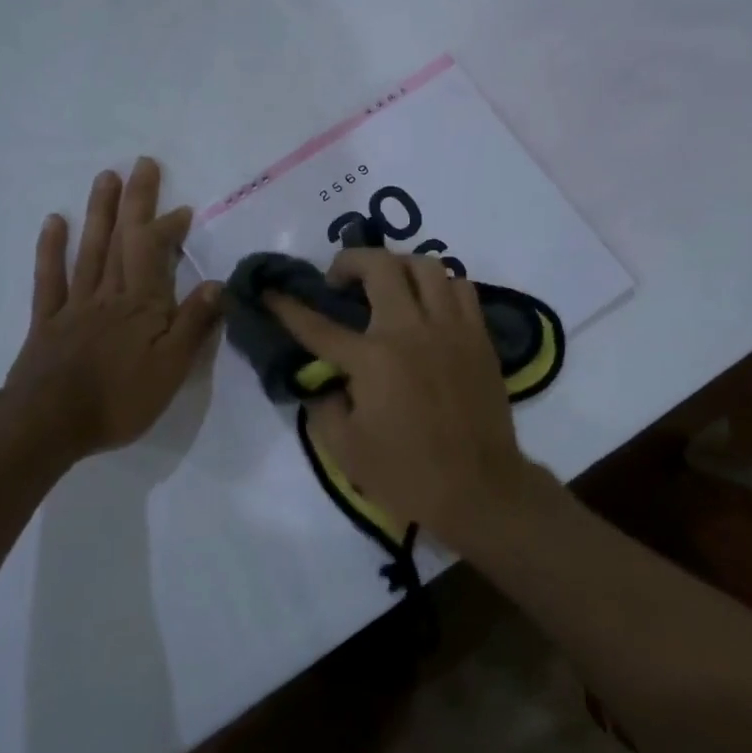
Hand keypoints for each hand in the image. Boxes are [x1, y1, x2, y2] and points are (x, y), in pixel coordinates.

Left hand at [1, 158, 222, 457]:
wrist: (49, 425)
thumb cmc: (118, 400)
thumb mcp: (171, 369)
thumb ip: (193, 324)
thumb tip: (219, 283)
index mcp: (141, 305)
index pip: (155, 253)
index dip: (168, 227)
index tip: (183, 209)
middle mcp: (109, 294)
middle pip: (123, 240)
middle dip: (135, 201)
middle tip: (142, 164)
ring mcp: (74, 304)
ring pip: (89, 249)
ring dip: (100, 212)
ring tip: (106, 177)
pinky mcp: (47, 320)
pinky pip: (49, 278)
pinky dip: (51, 248)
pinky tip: (55, 221)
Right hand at [265, 250, 530, 550]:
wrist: (480, 491)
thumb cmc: (407, 475)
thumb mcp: (345, 450)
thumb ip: (322, 405)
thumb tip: (320, 377)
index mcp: (373, 360)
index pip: (318, 325)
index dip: (288, 307)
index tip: (271, 292)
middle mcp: (411, 331)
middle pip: (379, 266)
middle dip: (349, 261)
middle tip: (339, 280)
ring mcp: (450, 328)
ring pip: (425, 265)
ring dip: (398, 266)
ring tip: (387, 285)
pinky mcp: (479, 336)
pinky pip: (461, 288)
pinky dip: (440, 285)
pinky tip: (428, 305)